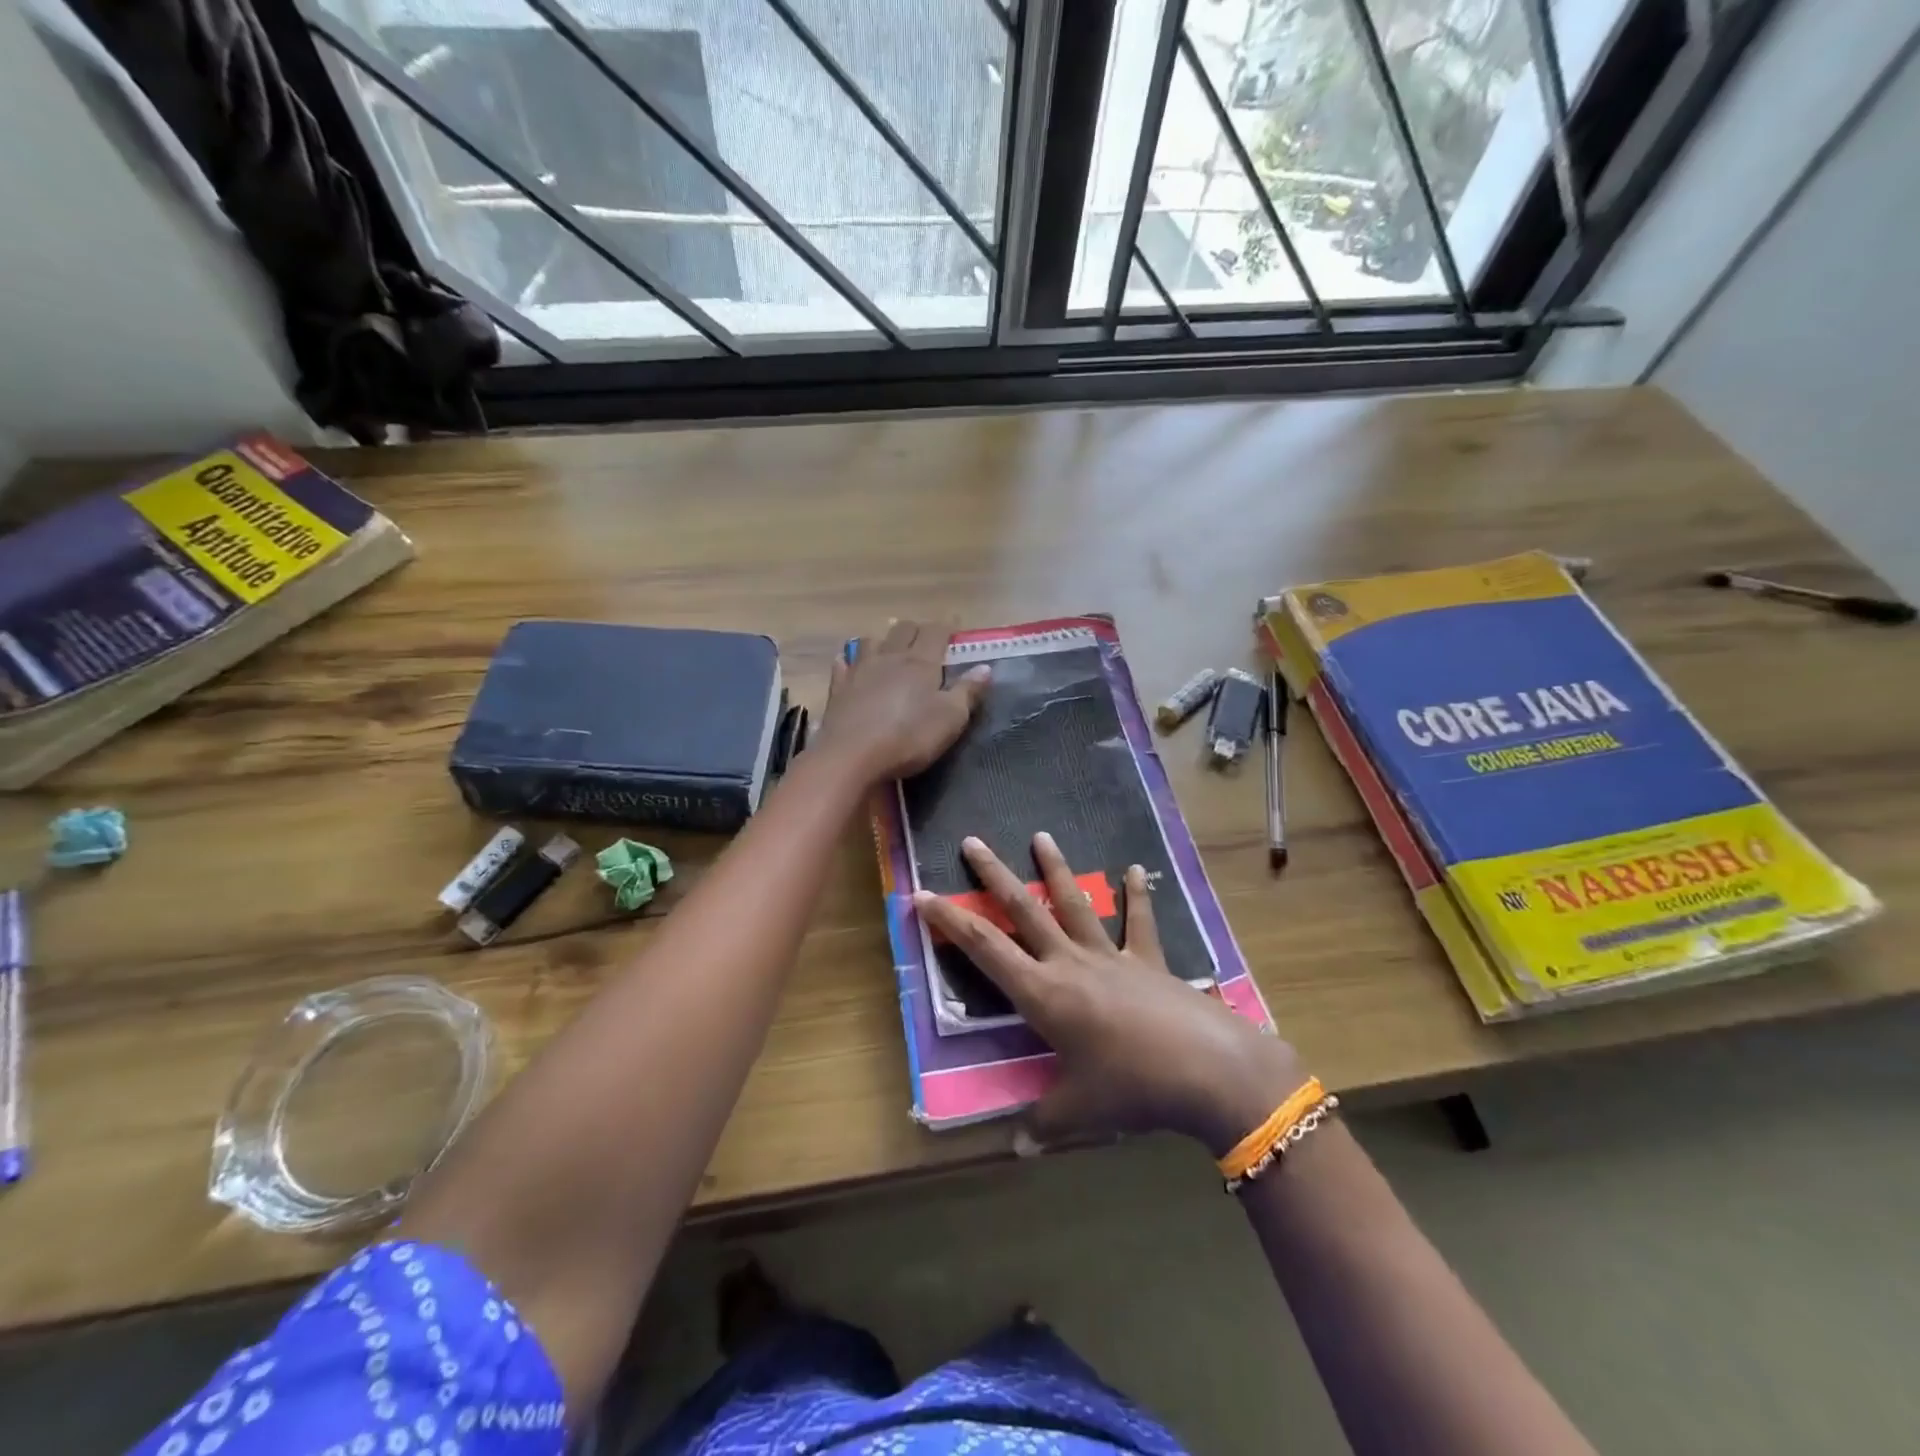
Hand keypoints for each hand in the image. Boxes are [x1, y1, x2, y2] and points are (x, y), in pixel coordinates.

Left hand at [817, 619, 988, 781]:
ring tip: (889, 652)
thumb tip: (985, 667)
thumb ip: (968, 691)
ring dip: (882, 641)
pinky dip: (849, 660)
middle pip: (903, 629)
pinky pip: (843, 664)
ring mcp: (859, 670)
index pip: (935, 631)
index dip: (947, 628)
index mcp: (921, 662)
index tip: (955, 630)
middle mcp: (890, 657)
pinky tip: (851, 665)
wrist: (852, 756)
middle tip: (926, 642)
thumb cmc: (909, 737)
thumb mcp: (950, 719)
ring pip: (871, 640)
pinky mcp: (838, 688)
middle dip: (916, 630)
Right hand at [912, 834, 1303, 1155]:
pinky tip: (1136, 869)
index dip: (950, 921)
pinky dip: (1137, 895)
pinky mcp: (1148, 960)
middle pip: (1023, 910)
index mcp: (1043, 994)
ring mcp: (1111, 956)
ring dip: (1055, 870)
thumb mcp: (1079, 1111)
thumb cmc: (1132, 1087)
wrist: (1208, 1069)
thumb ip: (1042, 1126)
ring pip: (1074, 904)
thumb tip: (1017, 1151)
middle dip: (993, 875)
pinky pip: (1139, 922)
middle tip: (973, 841)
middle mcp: (1070, 963)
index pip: (984, 948)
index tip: (922, 894)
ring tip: (1041, 835)